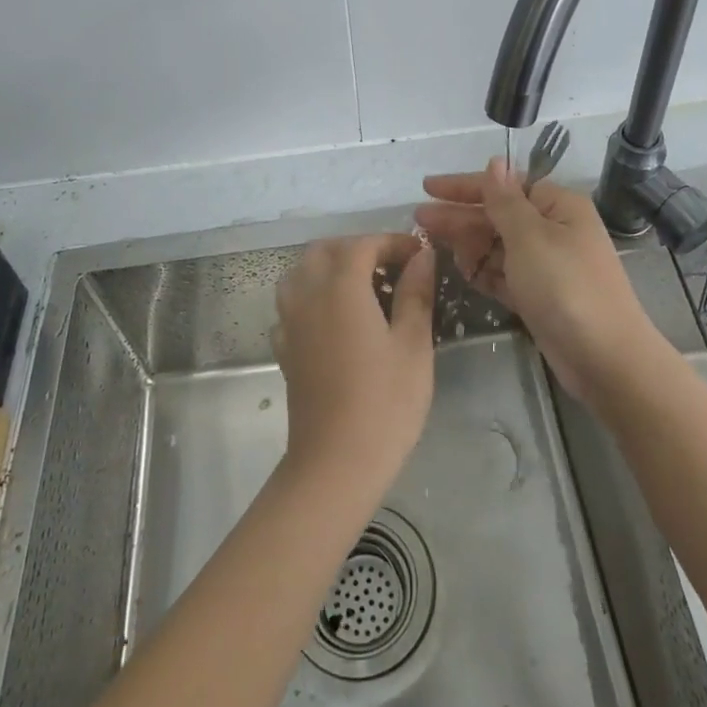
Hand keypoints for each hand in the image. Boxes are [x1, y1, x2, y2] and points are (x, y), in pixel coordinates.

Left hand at [272, 234, 436, 493]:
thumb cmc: (384, 403)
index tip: (420, 255)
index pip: (364, 244)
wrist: (335, 463)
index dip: (392, 242)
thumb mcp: (413, 345)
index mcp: (341, 287)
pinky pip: (292, 304)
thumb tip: (422, 256)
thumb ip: (416, 293)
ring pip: (301, 273)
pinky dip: (313, 297)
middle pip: (325, 250)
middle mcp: (308, 294)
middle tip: (391, 268)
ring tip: (363, 290)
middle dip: (357, 249)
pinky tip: (336, 321)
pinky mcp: (285, 348)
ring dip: (329, 268)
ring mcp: (290, 322)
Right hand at [416, 159, 667, 402]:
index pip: (505, 186)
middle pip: (497, 216)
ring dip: (468, 244)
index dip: (466, 186)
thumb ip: (505, 200)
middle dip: (459, 216)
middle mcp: (553, 231)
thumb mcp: (530, 237)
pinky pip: (504, 275)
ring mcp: (547, 266)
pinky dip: (483, 271)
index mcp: (558, 207)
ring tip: (431, 243)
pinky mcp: (539, 297)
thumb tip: (495, 161)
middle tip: (418, 219)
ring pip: (498, 246)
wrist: (606, 359)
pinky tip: (458, 268)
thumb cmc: (566, 287)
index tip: (428, 187)